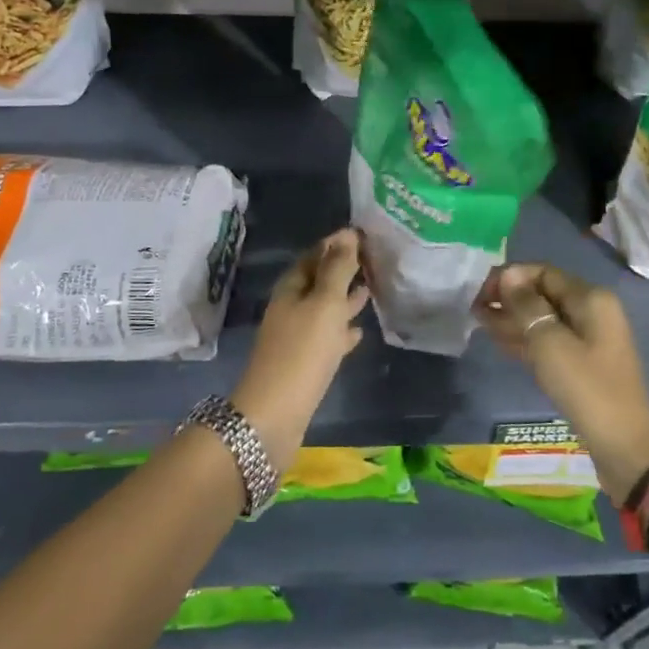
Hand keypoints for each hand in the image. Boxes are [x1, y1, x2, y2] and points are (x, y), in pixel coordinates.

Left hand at [232, 229, 368, 467]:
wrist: (274, 415)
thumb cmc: (302, 352)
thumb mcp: (324, 304)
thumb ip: (337, 269)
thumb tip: (347, 234)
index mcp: (291, 288)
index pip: (315, 254)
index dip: (338, 243)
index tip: (365, 234)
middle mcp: (291, 307)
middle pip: (319, 280)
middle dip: (344, 269)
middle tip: (374, 259)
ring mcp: (296, 336)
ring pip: (324, 308)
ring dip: (345, 298)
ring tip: (371, 288)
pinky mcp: (304, 362)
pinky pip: (326, 337)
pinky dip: (342, 330)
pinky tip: (359, 331)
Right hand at [477, 264, 648, 503]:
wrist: (624, 447)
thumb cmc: (586, 388)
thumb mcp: (550, 343)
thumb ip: (527, 306)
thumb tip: (509, 275)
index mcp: (590, 298)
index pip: (542, 272)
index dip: (510, 277)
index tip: (480, 293)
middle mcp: (592, 311)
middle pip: (543, 294)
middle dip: (509, 298)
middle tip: (475, 309)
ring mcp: (588, 339)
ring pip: (544, 319)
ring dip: (513, 319)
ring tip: (480, 323)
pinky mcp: (582, 364)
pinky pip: (549, 341)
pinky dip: (526, 339)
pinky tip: (500, 342)